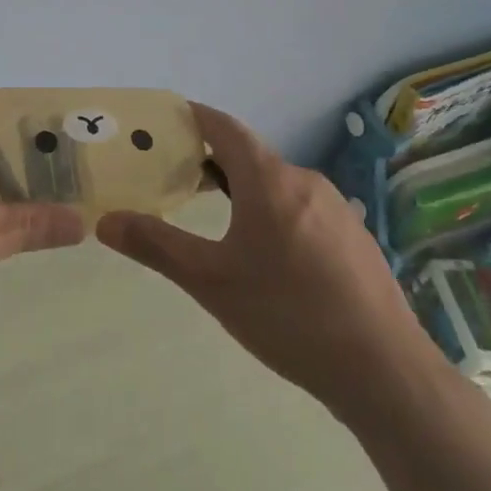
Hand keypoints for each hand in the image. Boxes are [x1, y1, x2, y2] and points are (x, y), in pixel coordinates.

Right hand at [97, 104, 419, 414]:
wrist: (385, 372)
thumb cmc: (288, 316)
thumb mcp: (211, 282)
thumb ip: (156, 246)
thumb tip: (105, 221)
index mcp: (268, 179)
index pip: (224, 127)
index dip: (194, 118)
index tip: (167, 122)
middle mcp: (305, 180)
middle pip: (251, 156)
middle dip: (214, 163)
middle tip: (181, 183)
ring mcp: (337, 209)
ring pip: (279, 185)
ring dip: (247, 192)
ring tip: (221, 226)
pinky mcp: (356, 238)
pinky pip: (305, 210)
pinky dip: (278, 216)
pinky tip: (274, 262)